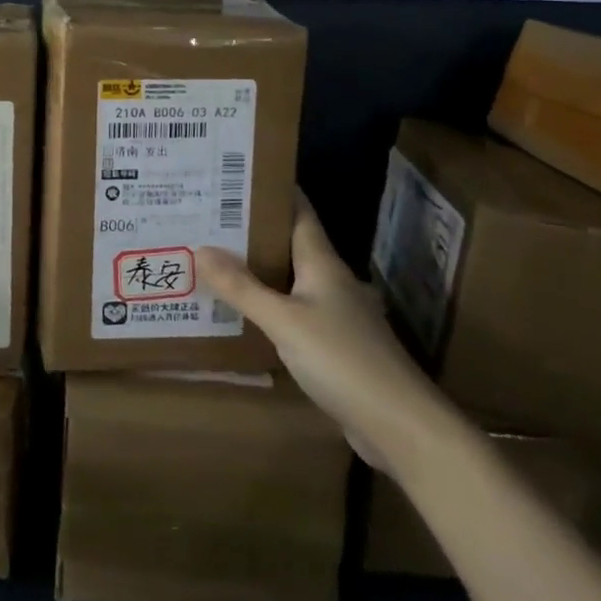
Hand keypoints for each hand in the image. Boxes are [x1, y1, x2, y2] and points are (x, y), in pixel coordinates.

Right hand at [197, 191, 450, 474]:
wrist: (401, 426)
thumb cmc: (343, 360)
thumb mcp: (284, 321)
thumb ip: (242, 288)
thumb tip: (200, 248)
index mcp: (322, 263)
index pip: (298, 211)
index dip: (271, 190)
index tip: (235, 173)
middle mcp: (330, 281)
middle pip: (289, 244)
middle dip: (251, 230)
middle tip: (207, 217)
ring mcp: (335, 315)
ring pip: (289, 280)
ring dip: (257, 269)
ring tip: (214, 259)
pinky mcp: (334, 347)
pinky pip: (293, 313)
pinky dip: (267, 306)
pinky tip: (242, 313)